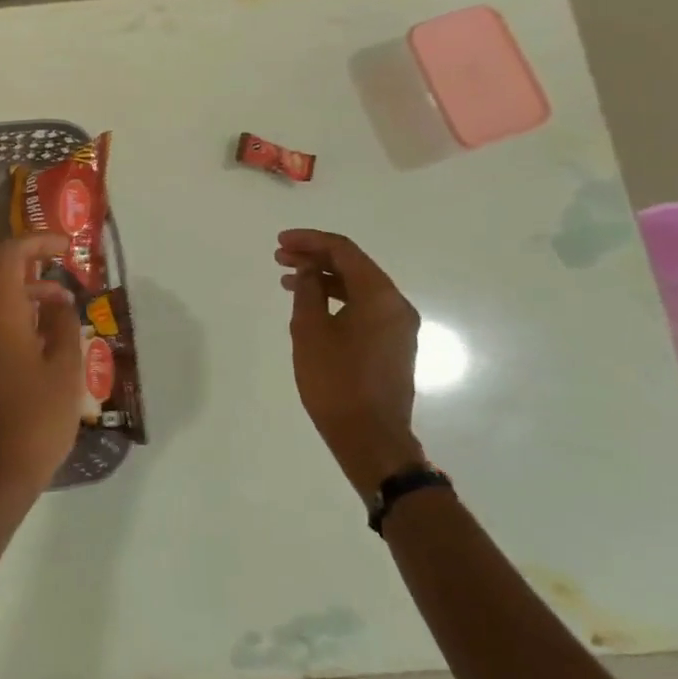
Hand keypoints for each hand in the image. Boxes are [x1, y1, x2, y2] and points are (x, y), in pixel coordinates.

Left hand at [0, 233, 83, 500]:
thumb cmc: (38, 416)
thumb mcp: (66, 366)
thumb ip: (62, 322)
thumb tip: (57, 299)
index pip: (8, 254)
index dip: (36, 241)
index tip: (66, 247)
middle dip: (25, 256)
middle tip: (59, 262)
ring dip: (21, 284)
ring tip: (61, 300)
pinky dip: (12, 306)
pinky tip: (42, 327)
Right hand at [276, 230, 425, 497]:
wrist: (370, 437)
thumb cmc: (335, 381)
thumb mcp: (310, 331)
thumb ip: (308, 291)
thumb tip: (309, 268)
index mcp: (380, 296)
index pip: (344, 251)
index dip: (310, 241)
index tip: (280, 242)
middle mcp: (396, 305)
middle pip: (354, 266)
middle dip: (315, 258)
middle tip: (279, 258)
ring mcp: (398, 327)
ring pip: (358, 288)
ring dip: (324, 279)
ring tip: (288, 280)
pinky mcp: (393, 346)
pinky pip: (364, 309)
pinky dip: (336, 300)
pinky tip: (310, 308)